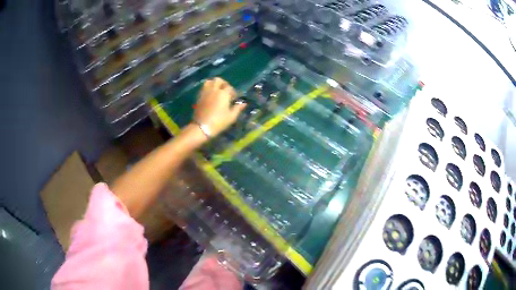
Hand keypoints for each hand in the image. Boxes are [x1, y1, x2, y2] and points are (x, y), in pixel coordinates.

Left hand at [193, 77, 246, 137]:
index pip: (229, 87)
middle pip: (218, 80)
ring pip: (209, 81)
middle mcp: (214, 90)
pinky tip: (210, 95)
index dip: (233, 92)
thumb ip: (238, 108)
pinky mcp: (199, 96)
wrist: (202, 127)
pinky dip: (208, 88)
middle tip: (225, 91)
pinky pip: (203, 87)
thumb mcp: (231, 117)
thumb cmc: (219, 122)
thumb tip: (244, 104)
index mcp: (223, 94)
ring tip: (216, 91)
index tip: (233, 98)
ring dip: (214, 83)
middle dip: (223, 83)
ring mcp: (205, 92)